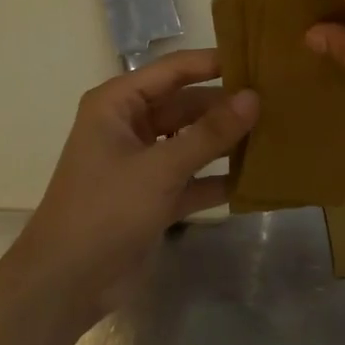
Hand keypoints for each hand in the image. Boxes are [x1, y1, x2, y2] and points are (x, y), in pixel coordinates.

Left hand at [11, 49, 257, 321]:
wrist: (65, 284)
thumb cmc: (106, 210)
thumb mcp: (161, 168)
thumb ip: (210, 133)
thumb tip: (254, 98)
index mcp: (118, 103)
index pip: (174, 70)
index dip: (215, 62)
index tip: (261, 60)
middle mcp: (130, 125)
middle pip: (187, 105)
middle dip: (227, 106)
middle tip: (279, 102)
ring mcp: (142, 162)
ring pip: (192, 141)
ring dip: (226, 142)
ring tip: (277, 133)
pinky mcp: (153, 196)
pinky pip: (192, 177)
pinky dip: (217, 178)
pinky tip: (257, 177)